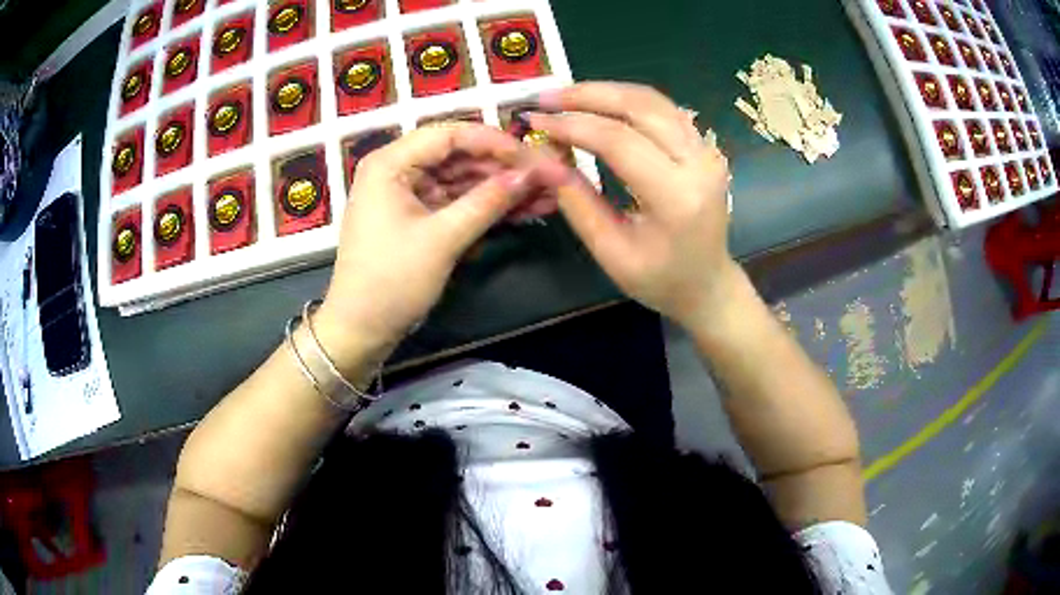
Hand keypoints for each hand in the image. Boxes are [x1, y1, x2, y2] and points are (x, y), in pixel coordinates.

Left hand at [314, 123, 544, 373]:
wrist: (362, 329)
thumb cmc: (391, 280)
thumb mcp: (442, 239)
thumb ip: (487, 202)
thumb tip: (530, 176)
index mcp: (391, 163)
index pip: (450, 135)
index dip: (495, 142)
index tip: (533, 156)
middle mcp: (398, 169)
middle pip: (459, 156)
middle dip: (504, 169)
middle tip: (548, 177)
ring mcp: (409, 194)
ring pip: (463, 180)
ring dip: (501, 189)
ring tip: (546, 195)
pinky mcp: (419, 217)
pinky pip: (457, 202)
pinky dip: (486, 207)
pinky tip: (523, 211)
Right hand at [527, 82, 740, 327]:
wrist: (708, 283)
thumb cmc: (660, 280)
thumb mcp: (611, 252)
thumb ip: (576, 202)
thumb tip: (539, 159)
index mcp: (677, 197)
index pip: (619, 141)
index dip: (572, 125)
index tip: (535, 120)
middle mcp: (699, 164)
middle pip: (640, 107)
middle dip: (587, 95)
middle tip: (545, 96)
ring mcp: (707, 151)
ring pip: (653, 100)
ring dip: (606, 91)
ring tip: (565, 96)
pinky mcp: (704, 146)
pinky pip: (663, 109)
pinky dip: (626, 99)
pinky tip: (599, 103)